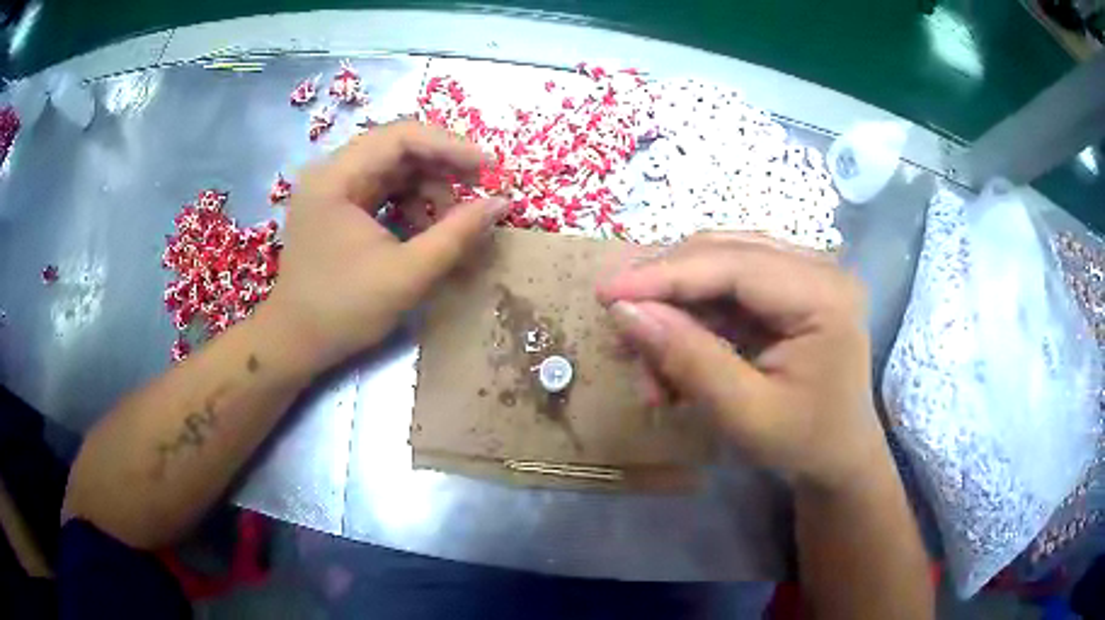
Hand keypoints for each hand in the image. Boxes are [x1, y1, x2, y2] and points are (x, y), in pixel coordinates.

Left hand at [266, 121, 506, 370]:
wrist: (296, 343)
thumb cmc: (343, 310)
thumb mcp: (407, 274)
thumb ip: (457, 234)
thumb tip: (501, 202)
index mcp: (336, 178)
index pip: (400, 137)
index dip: (450, 146)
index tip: (488, 168)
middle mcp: (330, 172)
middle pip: (397, 148)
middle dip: (442, 167)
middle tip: (478, 190)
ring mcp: (331, 189)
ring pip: (392, 168)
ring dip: (427, 188)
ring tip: (448, 222)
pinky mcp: (335, 207)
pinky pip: (381, 189)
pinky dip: (409, 203)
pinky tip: (423, 229)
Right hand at [597, 233, 886, 491]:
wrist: (840, 457)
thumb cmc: (805, 443)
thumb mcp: (745, 413)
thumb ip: (688, 359)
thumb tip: (625, 312)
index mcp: (824, 294)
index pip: (734, 264)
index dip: (665, 274)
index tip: (605, 293)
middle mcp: (818, 268)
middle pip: (724, 253)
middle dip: (666, 288)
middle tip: (618, 323)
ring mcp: (804, 275)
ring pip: (719, 267)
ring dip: (676, 308)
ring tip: (645, 358)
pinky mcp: (789, 291)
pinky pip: (727, 290)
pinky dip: (693, 320)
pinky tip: (672, 357)